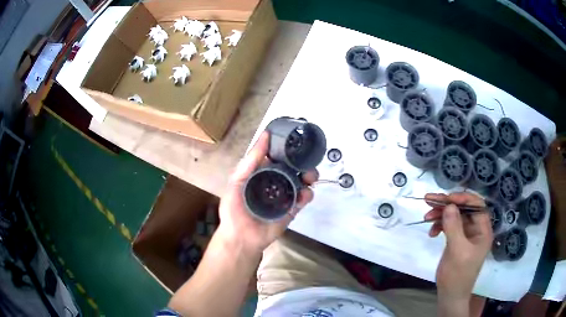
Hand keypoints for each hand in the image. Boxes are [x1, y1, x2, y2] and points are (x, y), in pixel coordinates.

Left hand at [216, 132, 317, 255]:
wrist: (241, 237)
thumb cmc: (234, 209)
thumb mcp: (237, 180)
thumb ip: (251, 160)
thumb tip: (265, 135)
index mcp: (261, 173)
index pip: (276, 157)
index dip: (286, 149)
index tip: (296, 141)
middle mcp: (274, 182)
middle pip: (292, 168)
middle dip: (301, 163)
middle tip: (305, 162)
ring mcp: (284, 196)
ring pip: (301, 181)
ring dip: (308, 176)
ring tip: (309, 177)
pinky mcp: (292, 209)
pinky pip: (303, 198)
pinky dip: (307, 194)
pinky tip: (304, 193)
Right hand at [424, 193, 492, 314]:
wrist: (450, 294)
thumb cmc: (458, 275)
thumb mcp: (457, 251)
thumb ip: (454, 227)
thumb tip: (449, 205)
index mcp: (483, 229)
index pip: (476, 205)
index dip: (462, 198)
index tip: (446, 199)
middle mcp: (476, 228)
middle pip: (463, 208)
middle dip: (447, 205)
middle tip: (429, 201)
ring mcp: (466, 234)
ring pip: (454, 216)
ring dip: (440, 215)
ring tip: (426, 217)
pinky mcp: (457, 240)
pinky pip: (449, 226)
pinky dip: (439, 226)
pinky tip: (431, 232)